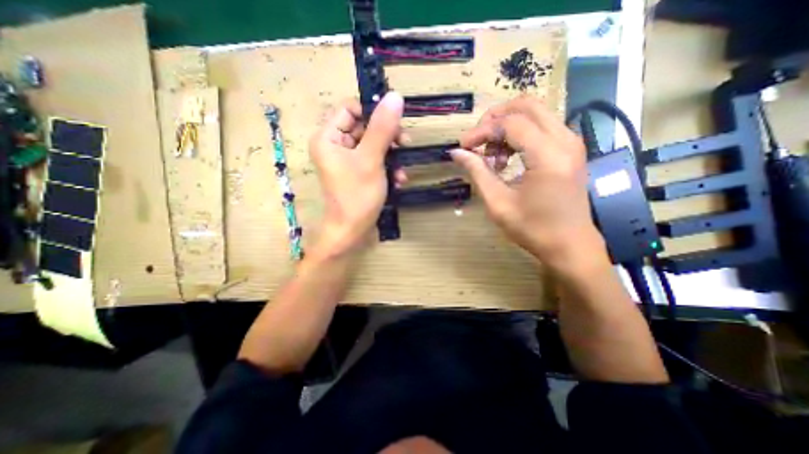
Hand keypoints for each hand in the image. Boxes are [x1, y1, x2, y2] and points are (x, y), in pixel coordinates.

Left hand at [309, 92, 403, 254]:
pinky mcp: (358, 171)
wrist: (352, 232)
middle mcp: (335, 144)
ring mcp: (347, 159)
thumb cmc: (357, 196)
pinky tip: (398, 180)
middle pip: (365, 126)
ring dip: (392, 155)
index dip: (373, 111)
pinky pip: (374, 160)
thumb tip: (395, 96)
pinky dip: (387, 167)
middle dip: (388, 137)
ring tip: (402, 170)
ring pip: (374, 144)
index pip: (350, 108)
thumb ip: (382, 128)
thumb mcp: (371, 160)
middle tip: (405, 145)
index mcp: (328, 136)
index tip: (395, 121)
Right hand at [449, 96, 606, 272]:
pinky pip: (541, 127)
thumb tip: (457, 153)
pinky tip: (508, 159)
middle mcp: (565, 140)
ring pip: (534, 113)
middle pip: (526, 105)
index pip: (509, 124)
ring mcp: (571, 142)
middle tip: (477, 140)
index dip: (481, 131)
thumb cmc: (533, 229)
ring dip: (507, 127)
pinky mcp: (570, 149)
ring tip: (493, 157)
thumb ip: (478, 172)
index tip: (463, 146)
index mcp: (548, 155)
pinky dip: (519, 135)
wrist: (570, 245)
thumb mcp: (498, 202)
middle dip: (495, 118)